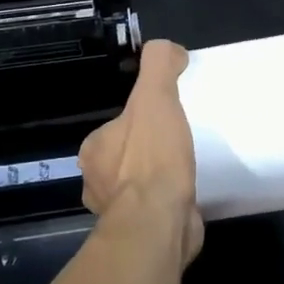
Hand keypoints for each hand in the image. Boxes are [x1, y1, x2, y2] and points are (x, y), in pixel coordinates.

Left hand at [80, 39, 203, 265]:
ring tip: (187, 171)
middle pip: (125, 158)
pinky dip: (167, 205)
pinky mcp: (138, 234)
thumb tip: (169, 49)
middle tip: (181, 144)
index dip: (141, 121)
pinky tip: (188, 198)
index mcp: (94, 149)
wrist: (159, 223)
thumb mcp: (156, 97)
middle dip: (147, 153)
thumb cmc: (153, 159)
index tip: (166, 120)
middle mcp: (97, 181)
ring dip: (156, 182)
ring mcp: (116, 212)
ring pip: (137, 188)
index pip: (117, 127)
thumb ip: (159, 65)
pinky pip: (153, 212)